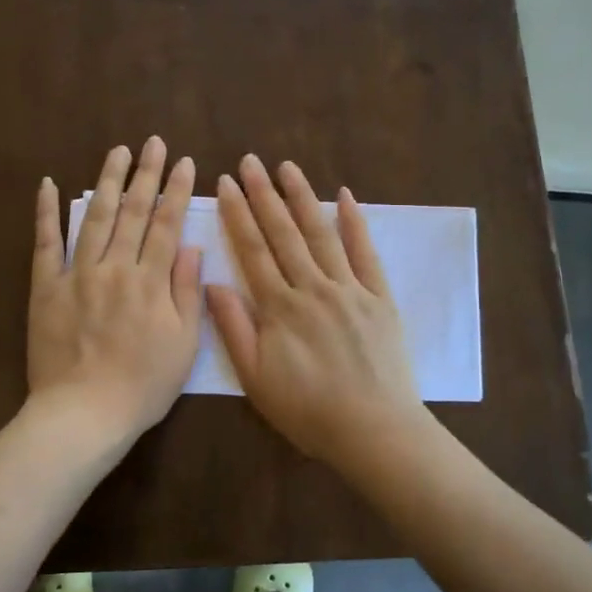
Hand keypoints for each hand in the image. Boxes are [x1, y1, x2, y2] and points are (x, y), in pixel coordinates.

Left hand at [27, 138, 203, 438]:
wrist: (84, 413)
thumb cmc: (142, 386)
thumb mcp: (183, 345)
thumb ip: (186, 292)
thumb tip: (189, 247)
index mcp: (150, 282)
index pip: (166, 225)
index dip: (175, 191)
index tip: (183, 162)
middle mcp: (115, 268)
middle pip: (133, 212)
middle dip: (145, 174)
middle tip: (153, 142)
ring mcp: (77, 274)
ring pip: (95, 217)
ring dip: (107, 181)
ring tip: (118, 151)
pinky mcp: (45, 287)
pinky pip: (45, 243)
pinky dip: (47, 212)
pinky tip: (50, 184)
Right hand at [207, 155, 427, 474]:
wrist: (373, 430)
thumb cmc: (308, 410)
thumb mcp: (256, 378)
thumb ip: (234, 328)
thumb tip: (213, 283)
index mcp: (279, 307)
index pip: (252, 250)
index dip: (237, 215)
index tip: (226, 184)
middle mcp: (312, 287)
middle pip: (283, 233)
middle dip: (264, 194)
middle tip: (250, 161)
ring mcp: (349, 289)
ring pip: (321, 234)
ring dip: (302, 198)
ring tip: (287, 167)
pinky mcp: (379, 298)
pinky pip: (366, 253)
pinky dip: (355, 223)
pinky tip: (345, 197)